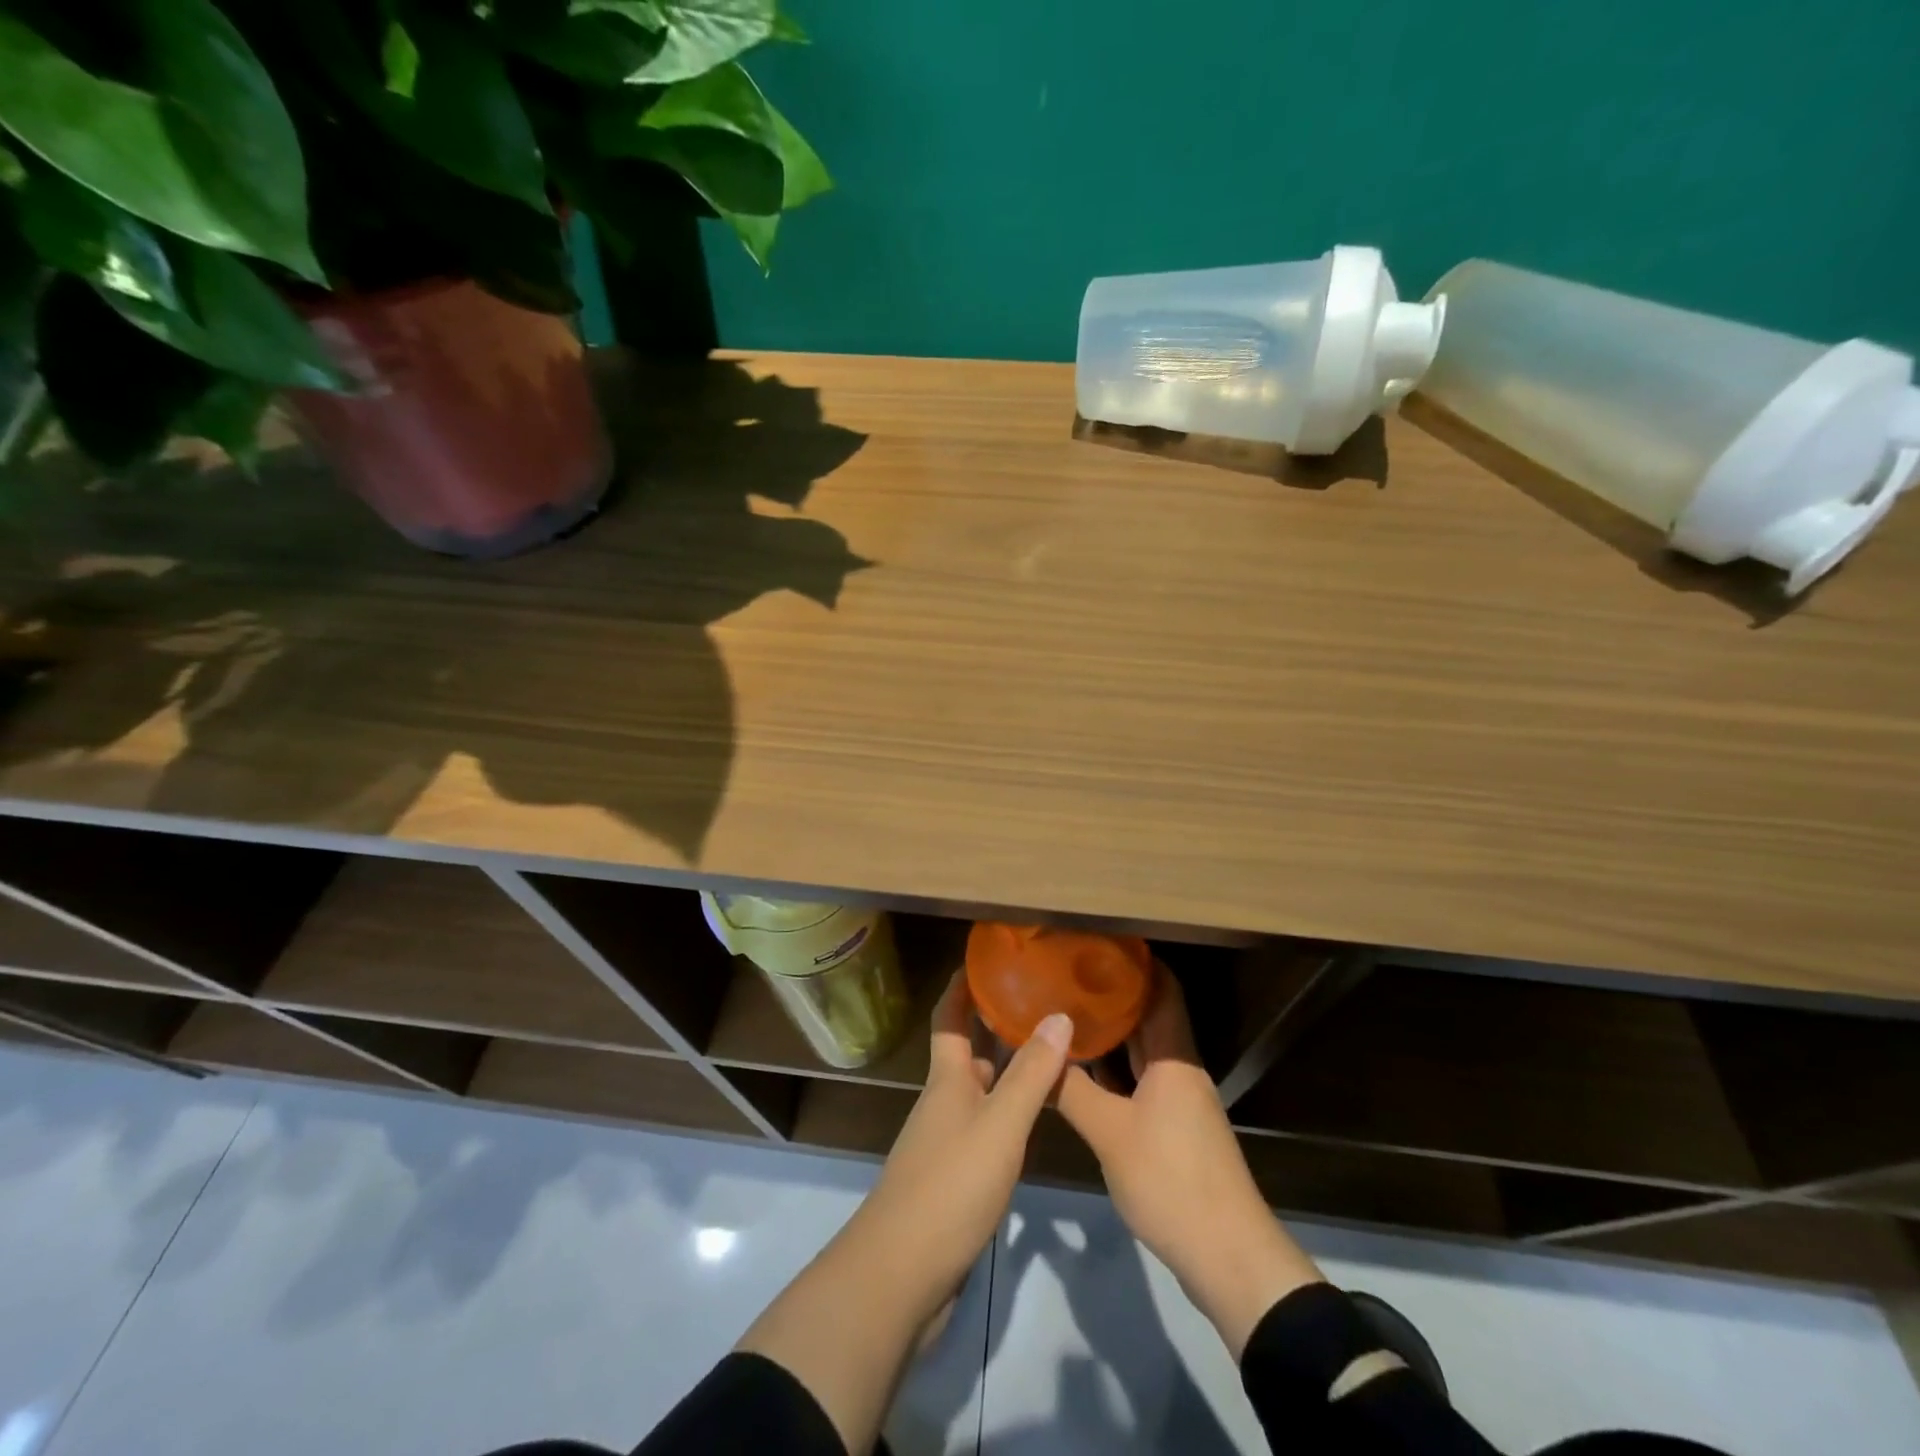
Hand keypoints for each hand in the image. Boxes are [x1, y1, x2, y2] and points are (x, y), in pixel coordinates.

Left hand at [853, 972, 1073, 1319]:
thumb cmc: (950, 1186)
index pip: (950, 1018)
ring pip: (980, 1092)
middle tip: (1040, 1004)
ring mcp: (945, 1142)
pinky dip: (1008, 1114)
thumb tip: (1059, 1015)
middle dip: (996, 1027)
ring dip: (1007, 1071)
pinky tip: (1034, 1122)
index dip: (961, 987)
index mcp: (948, 1080)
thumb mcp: (1000, 1125)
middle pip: (968, 1053)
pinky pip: (985, 1129)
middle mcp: (943, 1102)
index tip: (983, 958)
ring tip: (1050, 1056)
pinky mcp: (953, 1179)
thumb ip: (1030, 1074)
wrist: (901, 1274)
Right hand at [1056, 966, 1323, 1356]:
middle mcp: (1180, 1070)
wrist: (1228, 1258)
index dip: (1136, 961)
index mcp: (1174, 1057)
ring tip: (1066, 1015)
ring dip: (1111, 1035)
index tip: (1097, 942)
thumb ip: (1070, 1089)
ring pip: (1143, 1053)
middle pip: (1150, 1017)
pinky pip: (1140, 1083)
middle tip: (1067, 976)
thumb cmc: (1171, 1180)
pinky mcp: (1174, 1131)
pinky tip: (1082, 1073)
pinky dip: (1114, 1072)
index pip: (1162, 989)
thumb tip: (1034, 1052)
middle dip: (1113, 995)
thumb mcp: (1110, 1133)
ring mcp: (1179, 1102)